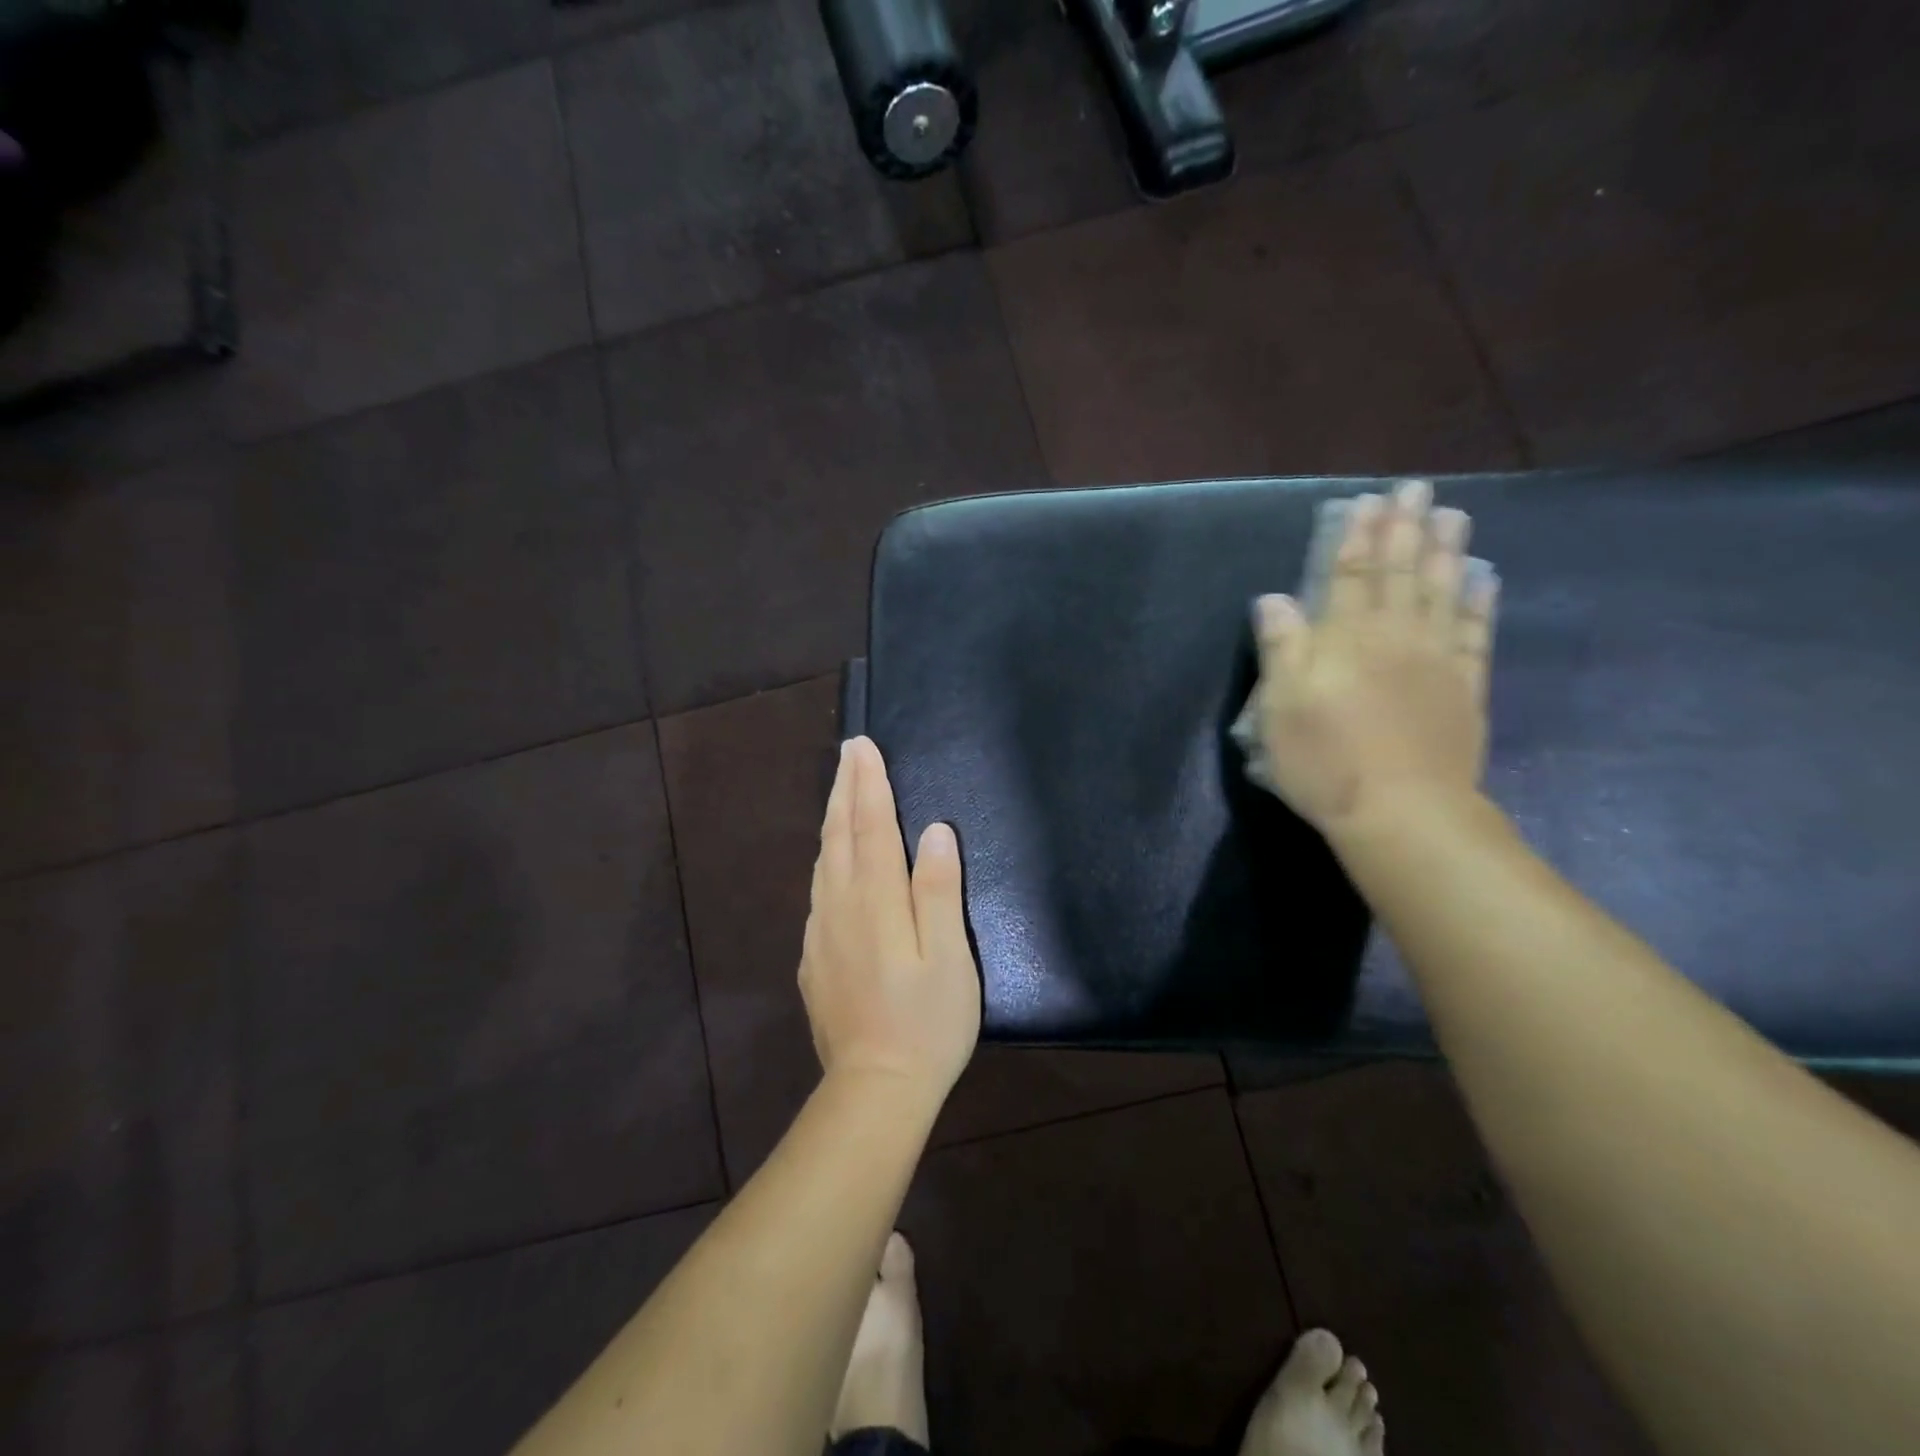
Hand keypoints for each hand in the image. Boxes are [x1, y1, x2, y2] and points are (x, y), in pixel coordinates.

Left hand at [799, 736, 980, 1107]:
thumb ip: (938, 891)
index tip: (864, 747)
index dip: (869, 784)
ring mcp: (820, 934)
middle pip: (839, 835)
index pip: (871, 827)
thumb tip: (933, 832)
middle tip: (849, 752)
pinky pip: (818, 892)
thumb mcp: (950, 958)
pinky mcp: (813, 959)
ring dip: (832, 820)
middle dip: (845, 789)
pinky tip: (831, 862)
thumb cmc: (927, 1023)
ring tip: (840, 792)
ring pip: (823, 862)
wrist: (874, 1090)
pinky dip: (826, 860)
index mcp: (876, 902)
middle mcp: (840, 908)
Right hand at [1253, 479, 1498, 835]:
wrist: (1401, 812)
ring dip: (1445, 552)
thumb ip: (1281, 647)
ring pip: (1441, 593)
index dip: (1356, 537)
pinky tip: (1482, 581)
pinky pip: (1474, 635)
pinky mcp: (1464, 688)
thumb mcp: (1280, 707)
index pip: (1350, 575)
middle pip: (1400, 573)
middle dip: (1405, 529)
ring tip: (1453, 516)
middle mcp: (1394, 637)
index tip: (1366, 502)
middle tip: (1416, 490)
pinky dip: (1478, 604)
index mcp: (1346, 639)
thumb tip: (1275, 598)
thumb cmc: (1325, 761)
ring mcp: (1436, 661)